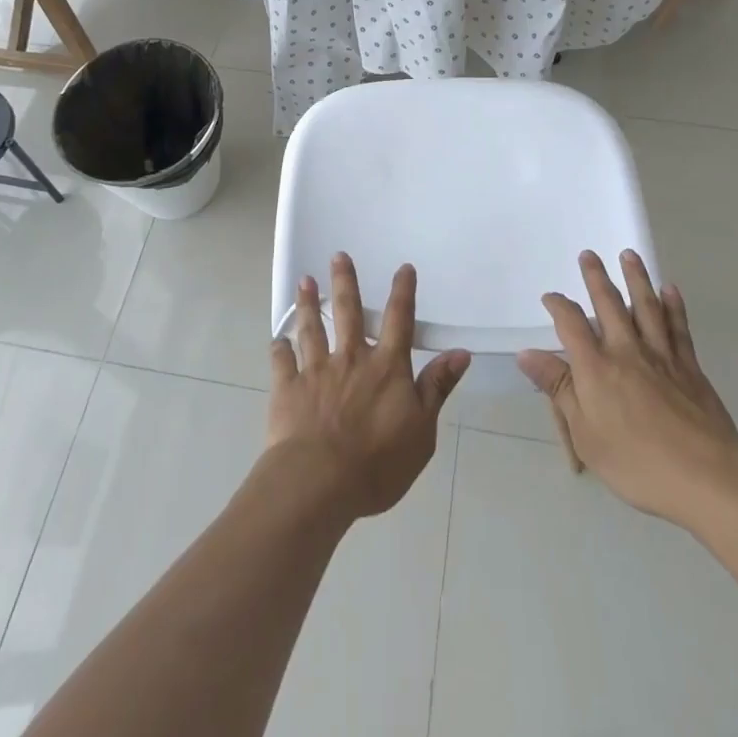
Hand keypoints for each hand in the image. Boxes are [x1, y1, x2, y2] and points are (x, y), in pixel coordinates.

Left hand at [267, 253, 470, 520]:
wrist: (319, 481)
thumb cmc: (378, 462)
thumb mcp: (422, 430)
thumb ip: (437, 388)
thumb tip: (460, 353)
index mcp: (386, 367)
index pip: (399, 320)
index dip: (403, 292)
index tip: (403, 268)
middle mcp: (351, 358)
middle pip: (348, 312)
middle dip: (344, 282)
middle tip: (338, 256)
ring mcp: (316, 370)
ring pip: (312, 329)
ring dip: (308, 304)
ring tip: (304, 281)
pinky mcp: (288, 388)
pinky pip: (282, 362)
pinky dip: (279, 349)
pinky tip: (277, 340)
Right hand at [517, 250, 737, 525]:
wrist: (706, 477)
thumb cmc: (636, 462)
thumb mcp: (585, 433)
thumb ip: (558, 388)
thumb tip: (527, 354)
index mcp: (596, 367)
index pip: (570, 324)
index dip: (558, 306)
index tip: (550, 297)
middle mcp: (626, 351)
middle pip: (608, 304)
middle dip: (596, 278)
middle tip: (589, 254)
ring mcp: (661, 356)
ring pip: (646, 306)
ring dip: (636, 278)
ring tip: (629, 255)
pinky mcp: (690, 367)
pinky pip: (679, 327)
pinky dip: (674, 306)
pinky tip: (670, 290)